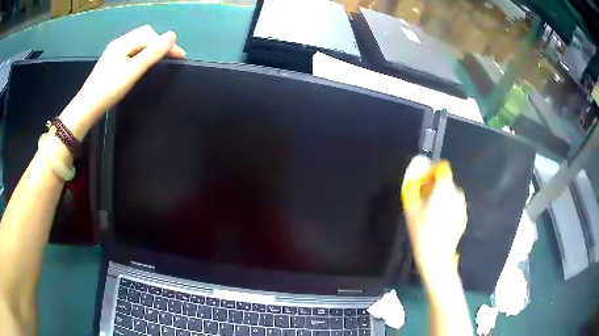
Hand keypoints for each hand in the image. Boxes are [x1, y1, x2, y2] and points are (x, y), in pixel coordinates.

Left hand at [59, 25, 185, 138]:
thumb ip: (153, 53)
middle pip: (144, 35)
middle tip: (170, 58)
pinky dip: (141, 54)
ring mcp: (113, 52)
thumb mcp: (133, 71)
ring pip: (138, 43)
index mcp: (124, 42)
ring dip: (151, 48)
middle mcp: (119, 43)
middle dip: (159, 43)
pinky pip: (131, 50)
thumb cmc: (109, 89)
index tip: (180, 57)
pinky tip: (142, 64)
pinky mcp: (111, 61)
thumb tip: (173, 35)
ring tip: (159, 60)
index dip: (167, 44)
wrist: (86, 107)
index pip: (151, 36)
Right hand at [401, 156, 466, 282]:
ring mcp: (462, 206)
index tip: (423, 184)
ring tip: (431, 214)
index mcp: (445, 188)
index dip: (431, 172)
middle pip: (445, 182)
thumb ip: (413, 185)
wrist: (436, 256)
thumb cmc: (421, 231)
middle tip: (424, 202)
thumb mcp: (411, 208)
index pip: (442, 168)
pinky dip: (448, 208)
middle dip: (435, 187)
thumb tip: (415, 170)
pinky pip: (454, 206)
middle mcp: (457, 193)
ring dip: (441, 198)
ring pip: (450, 194)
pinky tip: (440, 223)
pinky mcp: (464, 217)